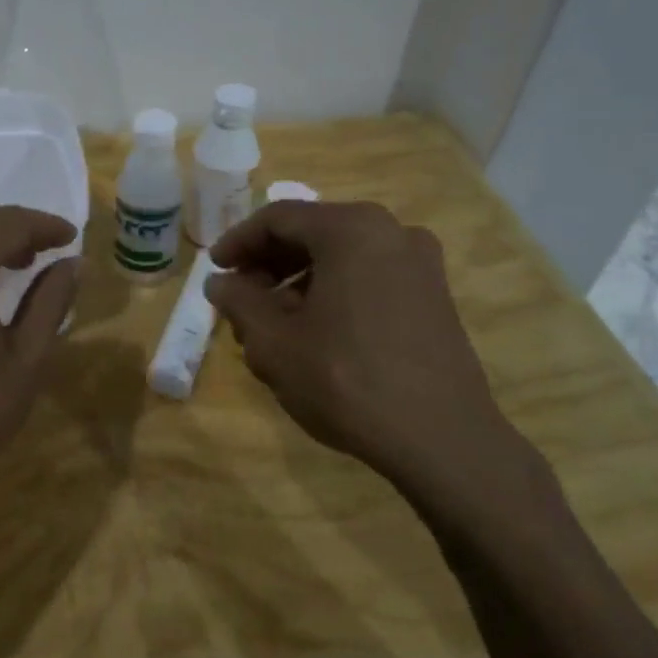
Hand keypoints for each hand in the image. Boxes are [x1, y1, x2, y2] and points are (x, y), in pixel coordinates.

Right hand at [205, 200, 553, 522]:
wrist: (443, 439)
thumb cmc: (346, 379)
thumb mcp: (274, 342)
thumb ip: (239, 301)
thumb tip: (219, 282)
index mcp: (351, 229)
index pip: (278, 218)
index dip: (238, 242)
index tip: (214, 270)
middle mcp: (391, 231)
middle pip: (312, 232)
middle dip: (268, 262)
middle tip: (239, 295)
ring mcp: (420, 263)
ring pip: (341, 256)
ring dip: (299, 279)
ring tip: (271, 320)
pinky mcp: (434, 296)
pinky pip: (369, 276)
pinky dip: (334, 290)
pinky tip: (315, 330)